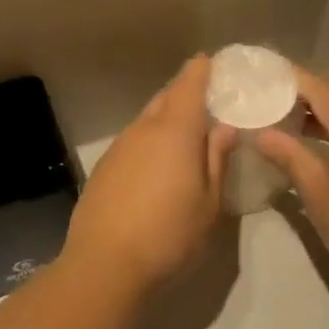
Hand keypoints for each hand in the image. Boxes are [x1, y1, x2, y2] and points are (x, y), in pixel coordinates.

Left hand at [63, 57, 233, 292]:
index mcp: (175, 130)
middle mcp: (143, 129)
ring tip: (187, 137)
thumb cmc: (170, 234)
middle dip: (186, 94)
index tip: (214, 63)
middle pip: (166, 98)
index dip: (202, 70)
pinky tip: (158, 167)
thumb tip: (224, 128)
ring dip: (167, 120)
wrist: (105, 265)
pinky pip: (133, 142)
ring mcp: (119, 148)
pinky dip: (149, 142)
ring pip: (147, 120)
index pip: (189, 83)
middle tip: (209, 104)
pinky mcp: (103, 168)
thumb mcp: (209, 202)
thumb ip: (217, 159)